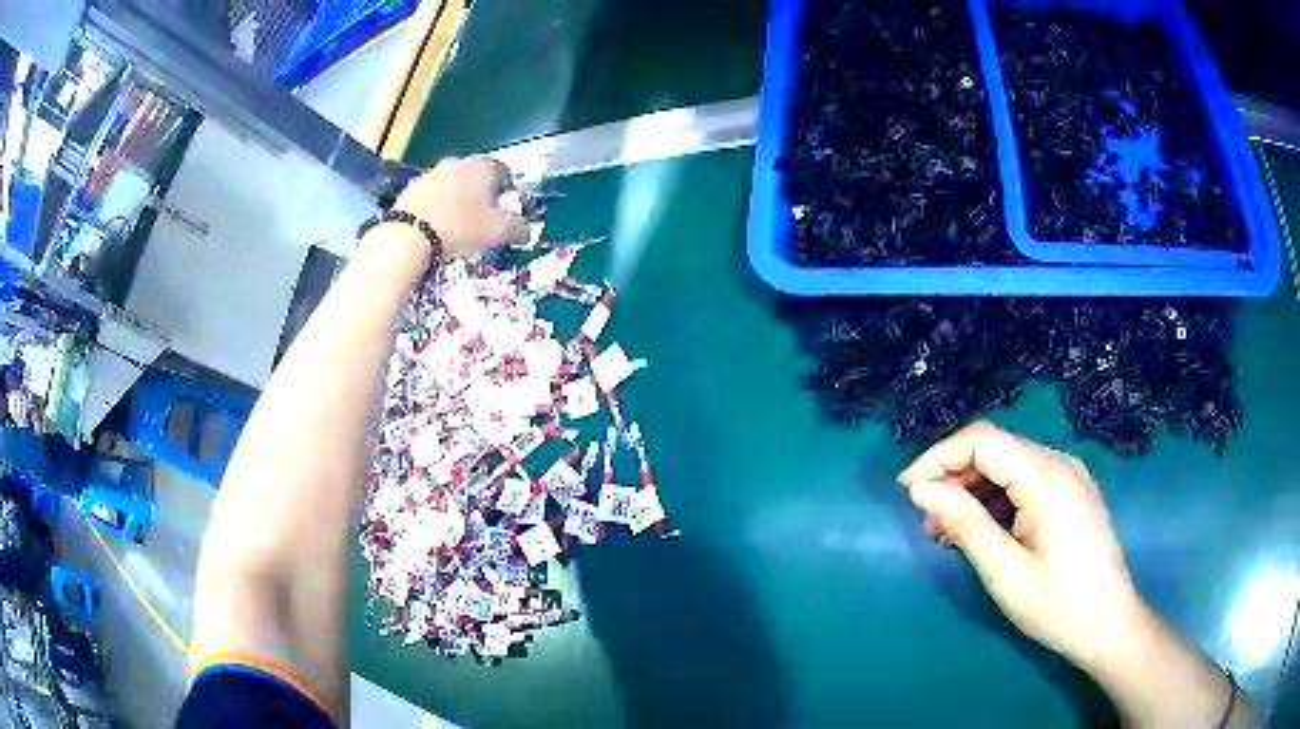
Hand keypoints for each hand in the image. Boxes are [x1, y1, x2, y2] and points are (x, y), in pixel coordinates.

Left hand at [393, 157, 527, 257]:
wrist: (409, 235)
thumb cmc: (462, 227)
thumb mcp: (500, 231)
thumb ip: (519, 228)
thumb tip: (524, 229)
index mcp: (484, 166)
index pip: (504, 171)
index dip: (508, 191)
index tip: (507, 209)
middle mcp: (458, 162)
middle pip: (476, 176)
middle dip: (482, 194)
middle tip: (484, 219)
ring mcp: (431, 174)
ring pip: (452, 186)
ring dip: (458, 200)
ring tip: (459, 226)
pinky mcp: (410, 189)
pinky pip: (431, 198)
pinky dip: (437, 209)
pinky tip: (436, 228)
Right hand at [898, 421, 1144, 670]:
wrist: (1110, 624)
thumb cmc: (1058, 606)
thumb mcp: (1005, 572)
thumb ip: (965, 524)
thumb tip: (923, 490)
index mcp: (1045, 477)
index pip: (982, 441)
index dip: (938, 457)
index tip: (906, 491)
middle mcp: (1059, 463)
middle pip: (995, 447)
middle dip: (953, 475)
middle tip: (925, 520)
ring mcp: (1069, 476)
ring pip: (1009, 463)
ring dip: (973, 489)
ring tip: (946, 531)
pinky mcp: (1072, 493)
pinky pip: (1025, 480)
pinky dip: (996, 498)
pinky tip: (982, 530)